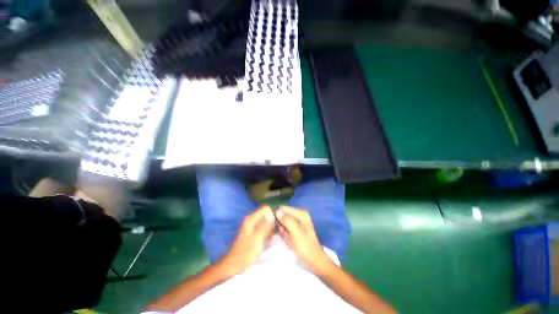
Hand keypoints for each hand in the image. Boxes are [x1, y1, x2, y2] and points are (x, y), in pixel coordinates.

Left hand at [218, 206, 274, 275]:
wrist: (235, 265)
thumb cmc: (246, 253)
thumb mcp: (257, 239)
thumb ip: (264, 225)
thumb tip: (272, 213)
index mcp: (251, 219)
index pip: (266, 209)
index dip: (273, 214)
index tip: (278, 223)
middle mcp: (252, 220)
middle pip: (267, 214)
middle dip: (273, 221)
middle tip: (277, 231)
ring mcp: (253, 227)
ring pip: (267, 222)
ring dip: (272, 227)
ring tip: (273, 236)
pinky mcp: (255, 233)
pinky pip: (265, 228)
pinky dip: (269, 232)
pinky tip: (270, 239)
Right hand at [276, 206, 332, 273]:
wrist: (315, 263)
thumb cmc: (307, 249)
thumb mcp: (296, 234)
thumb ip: (287, 221)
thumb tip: (277, 211)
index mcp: (301, 214)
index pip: (284, 209)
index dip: (278, 216)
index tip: (277, 227)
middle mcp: (299, 216)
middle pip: (283, 215)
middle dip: (281, 225)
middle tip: (285, 235)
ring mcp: (297, 223)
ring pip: (283, 223)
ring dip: (283, 231)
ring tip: (289, 239)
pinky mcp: (295, 229)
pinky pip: (285, 229)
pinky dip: (285, 235)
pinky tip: (289, 241)